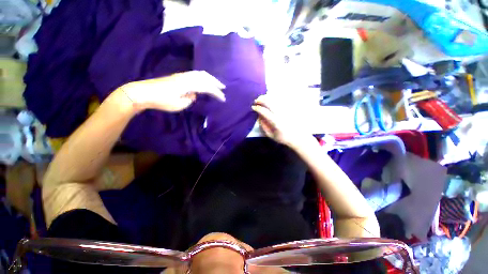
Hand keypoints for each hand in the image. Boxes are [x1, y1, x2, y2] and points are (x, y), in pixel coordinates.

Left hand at [121, 71, 225, 111]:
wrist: (143, 92)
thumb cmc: (161, 100)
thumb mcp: (179, 104)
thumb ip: (190, 99)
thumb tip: (194, 94)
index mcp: (188, 84)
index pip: (207, 87)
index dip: (216, 93)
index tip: (223, 99)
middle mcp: (186, 77)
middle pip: (205, 77)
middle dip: (215, 82)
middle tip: (223, 88)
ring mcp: (182, 75)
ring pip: (200, 74)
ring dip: (210, 78)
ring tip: (216, 84)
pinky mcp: (178, 77)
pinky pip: (195, 74)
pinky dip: (203, 77)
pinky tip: (203, 81)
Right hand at [252, 94, 312, 148]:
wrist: (298, 137)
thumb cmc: (283, 138)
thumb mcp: (271, 135)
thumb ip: (263, 126)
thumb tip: (259, 116)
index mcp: (276, 122)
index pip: (264, 112)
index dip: (257, 108)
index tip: (253, 107)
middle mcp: (281, 114)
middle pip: (270, 103)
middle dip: (261, 100)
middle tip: (256, 100)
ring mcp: (286, 110)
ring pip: (275, 100)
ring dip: (267, 97)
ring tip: (262, 97)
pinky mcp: (290, 109)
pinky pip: (281, 100)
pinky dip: (274, 98)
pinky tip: (270, 98)